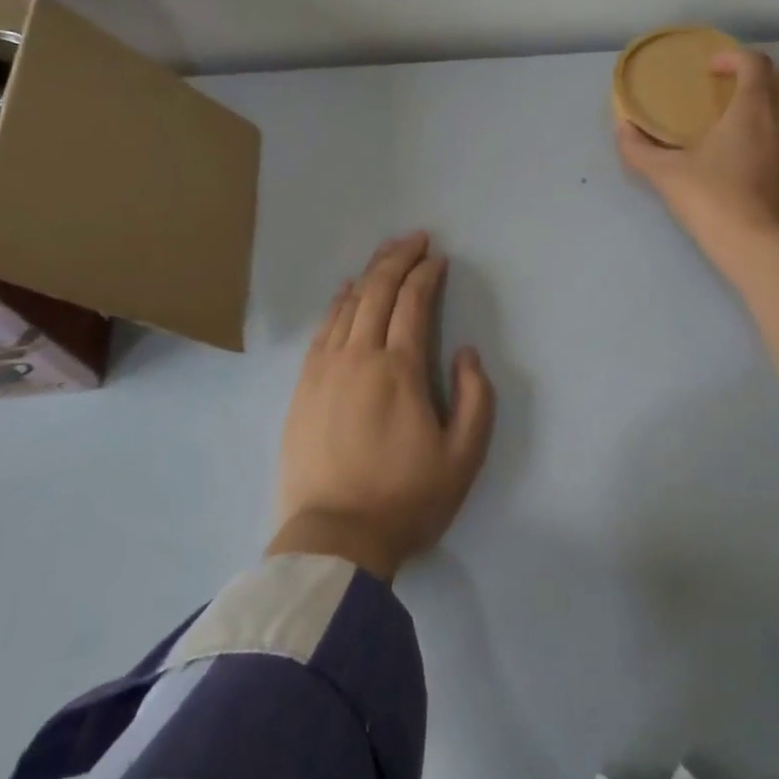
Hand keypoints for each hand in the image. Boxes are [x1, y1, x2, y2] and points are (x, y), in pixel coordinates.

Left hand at [267, 233, 495, 581]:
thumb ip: (475, 398)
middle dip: (398, 258)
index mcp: (399, 368)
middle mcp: (358, 356)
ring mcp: (325, 369)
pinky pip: (322, 329)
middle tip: (415, 239)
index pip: (413, 302)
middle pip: (377, 291)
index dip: (427, 274)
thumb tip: (465, 353)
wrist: (334, 539)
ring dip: (369, 274)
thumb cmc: (405, 499)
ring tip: (385, 256)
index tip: (438, 258)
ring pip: (347, 305)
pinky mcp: (303, 386)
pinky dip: (338, 303)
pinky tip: (346, 293)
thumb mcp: (463, 457)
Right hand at [617, 49, 778, 263]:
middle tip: (741, 96)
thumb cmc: (711, 202)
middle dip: (764, 78)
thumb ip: (638, 148)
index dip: (733, 58)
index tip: (713, 71)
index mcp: (753, 107)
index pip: (753, 62)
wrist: (760, 247)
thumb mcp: (665, 174)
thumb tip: (622, 127)